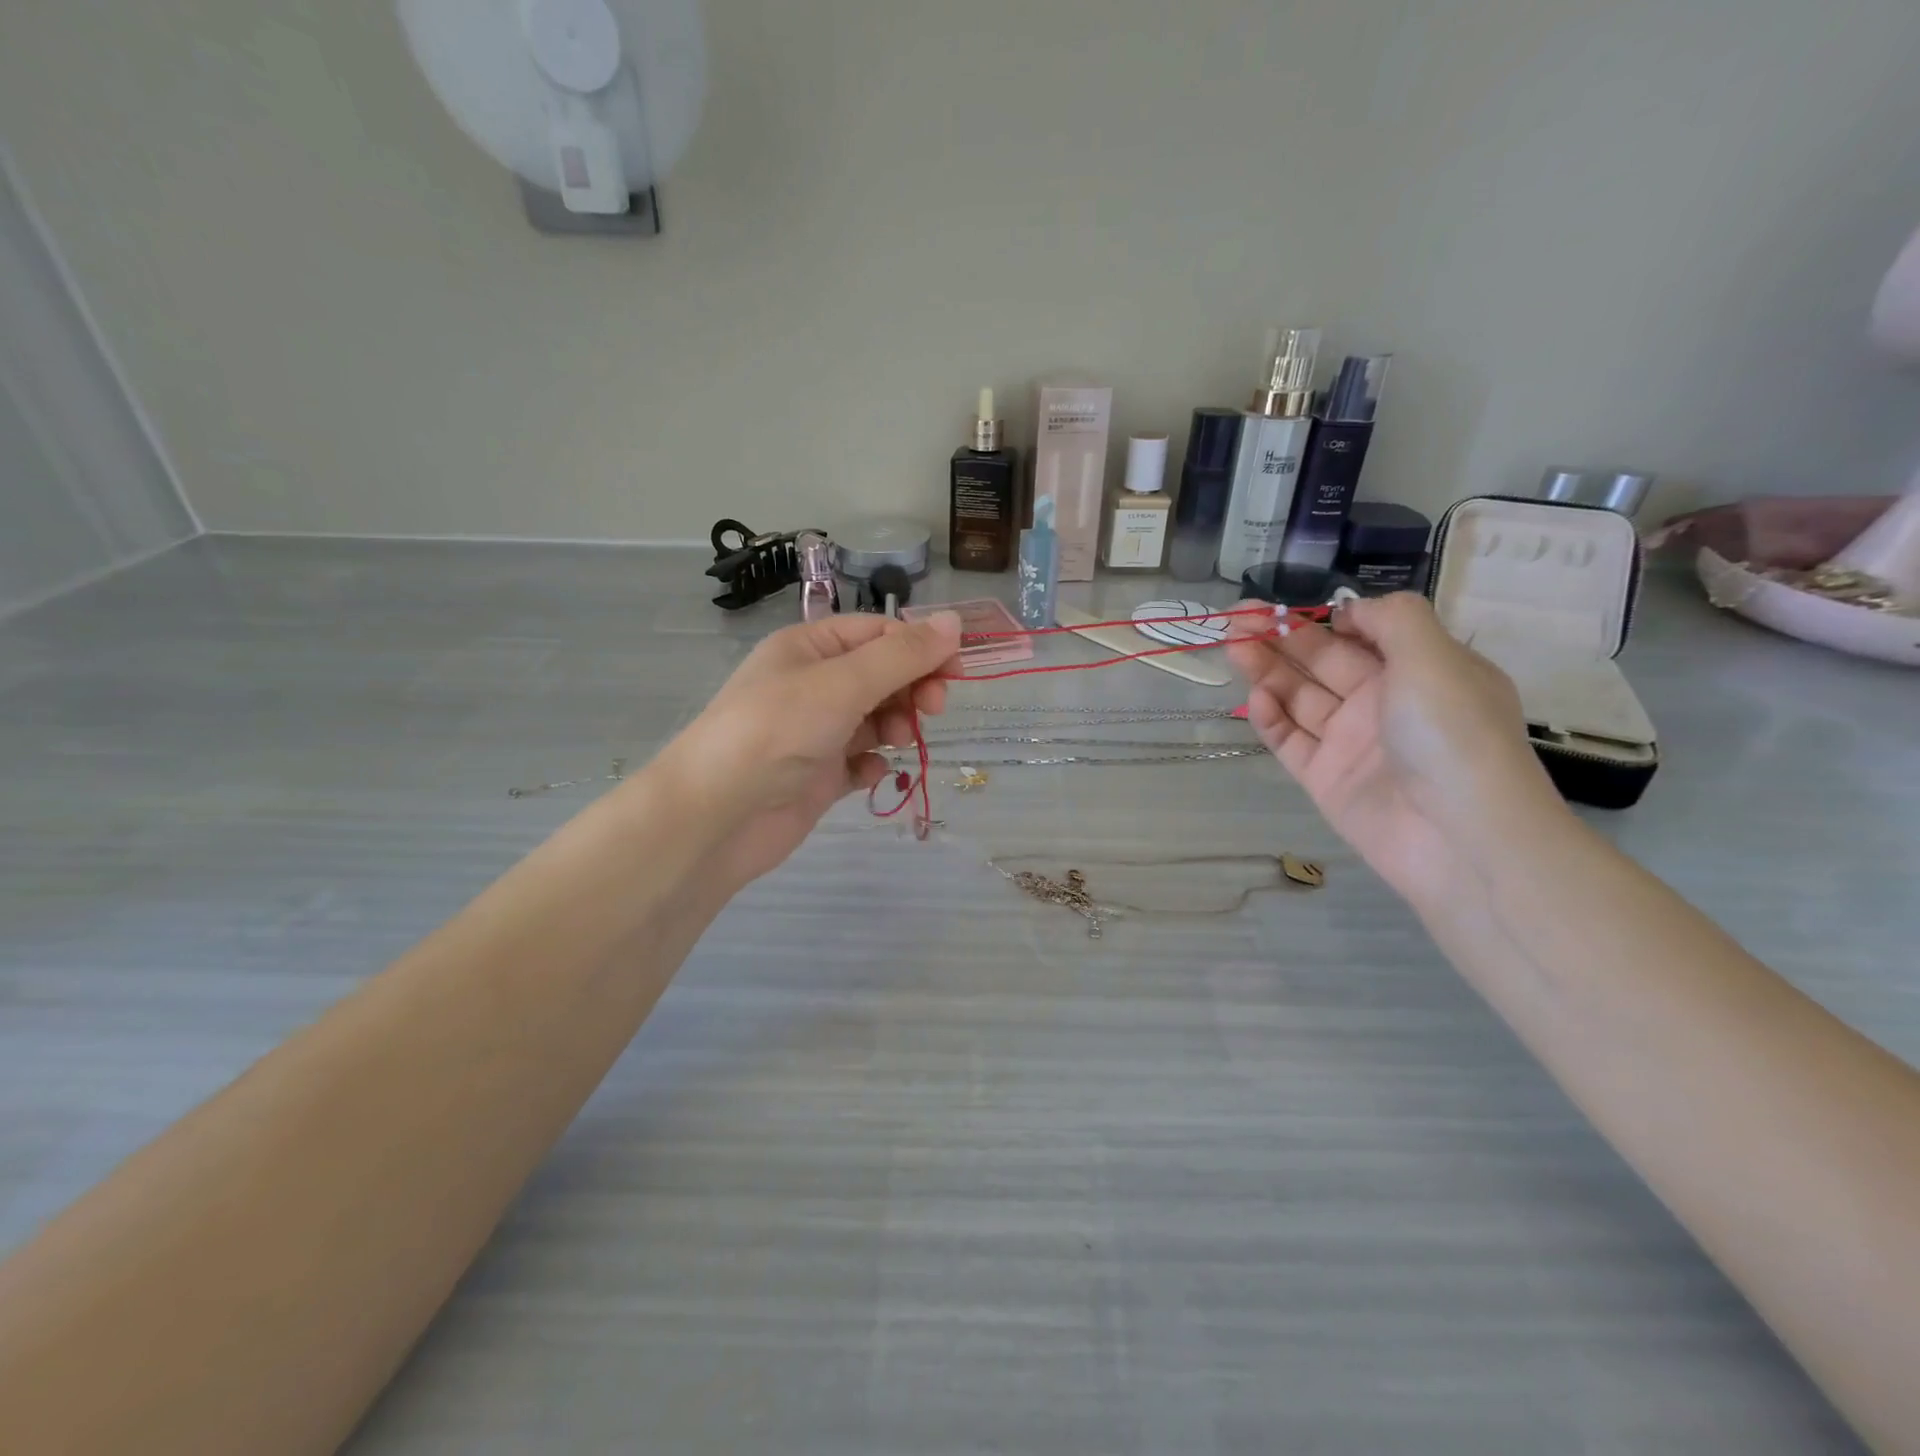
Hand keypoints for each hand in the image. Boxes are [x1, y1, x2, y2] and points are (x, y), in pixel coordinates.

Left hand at [655, 612, 962, 887]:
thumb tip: (954, 621)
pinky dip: (872, 765)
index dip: (921, 647)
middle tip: (932, 709)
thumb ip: (902, 655)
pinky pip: (860, 761)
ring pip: (875, 719)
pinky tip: (869, 773)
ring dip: (896, 726)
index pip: (878, 633)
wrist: (718, 816)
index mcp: (810, 647)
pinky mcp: (817, 776)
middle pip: (882, 675)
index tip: (956, 672)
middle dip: (912, 688)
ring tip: (896, 742)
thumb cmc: (778, 731)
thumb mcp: (843, 682)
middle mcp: (812, 685)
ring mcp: (815, 732)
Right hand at [1226, 594, 1566, 904]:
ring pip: (1298, 697)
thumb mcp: (1435, 657)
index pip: (1361, 634)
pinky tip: (1256, 699)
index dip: (1320, 617)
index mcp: (1418, 669)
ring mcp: (1351, 742)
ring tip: (1231, 647)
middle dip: (1279, 637)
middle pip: (1321, 661)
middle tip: (1234, 619)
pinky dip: (1270, 719)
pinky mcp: (1324, 778)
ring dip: (1265, 670)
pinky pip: (1290, 740)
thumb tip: (1349, 610)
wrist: (1458, 836)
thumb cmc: (1451, 733)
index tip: (1282, 605)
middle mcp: (1383, 702)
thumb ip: (1391, 618)